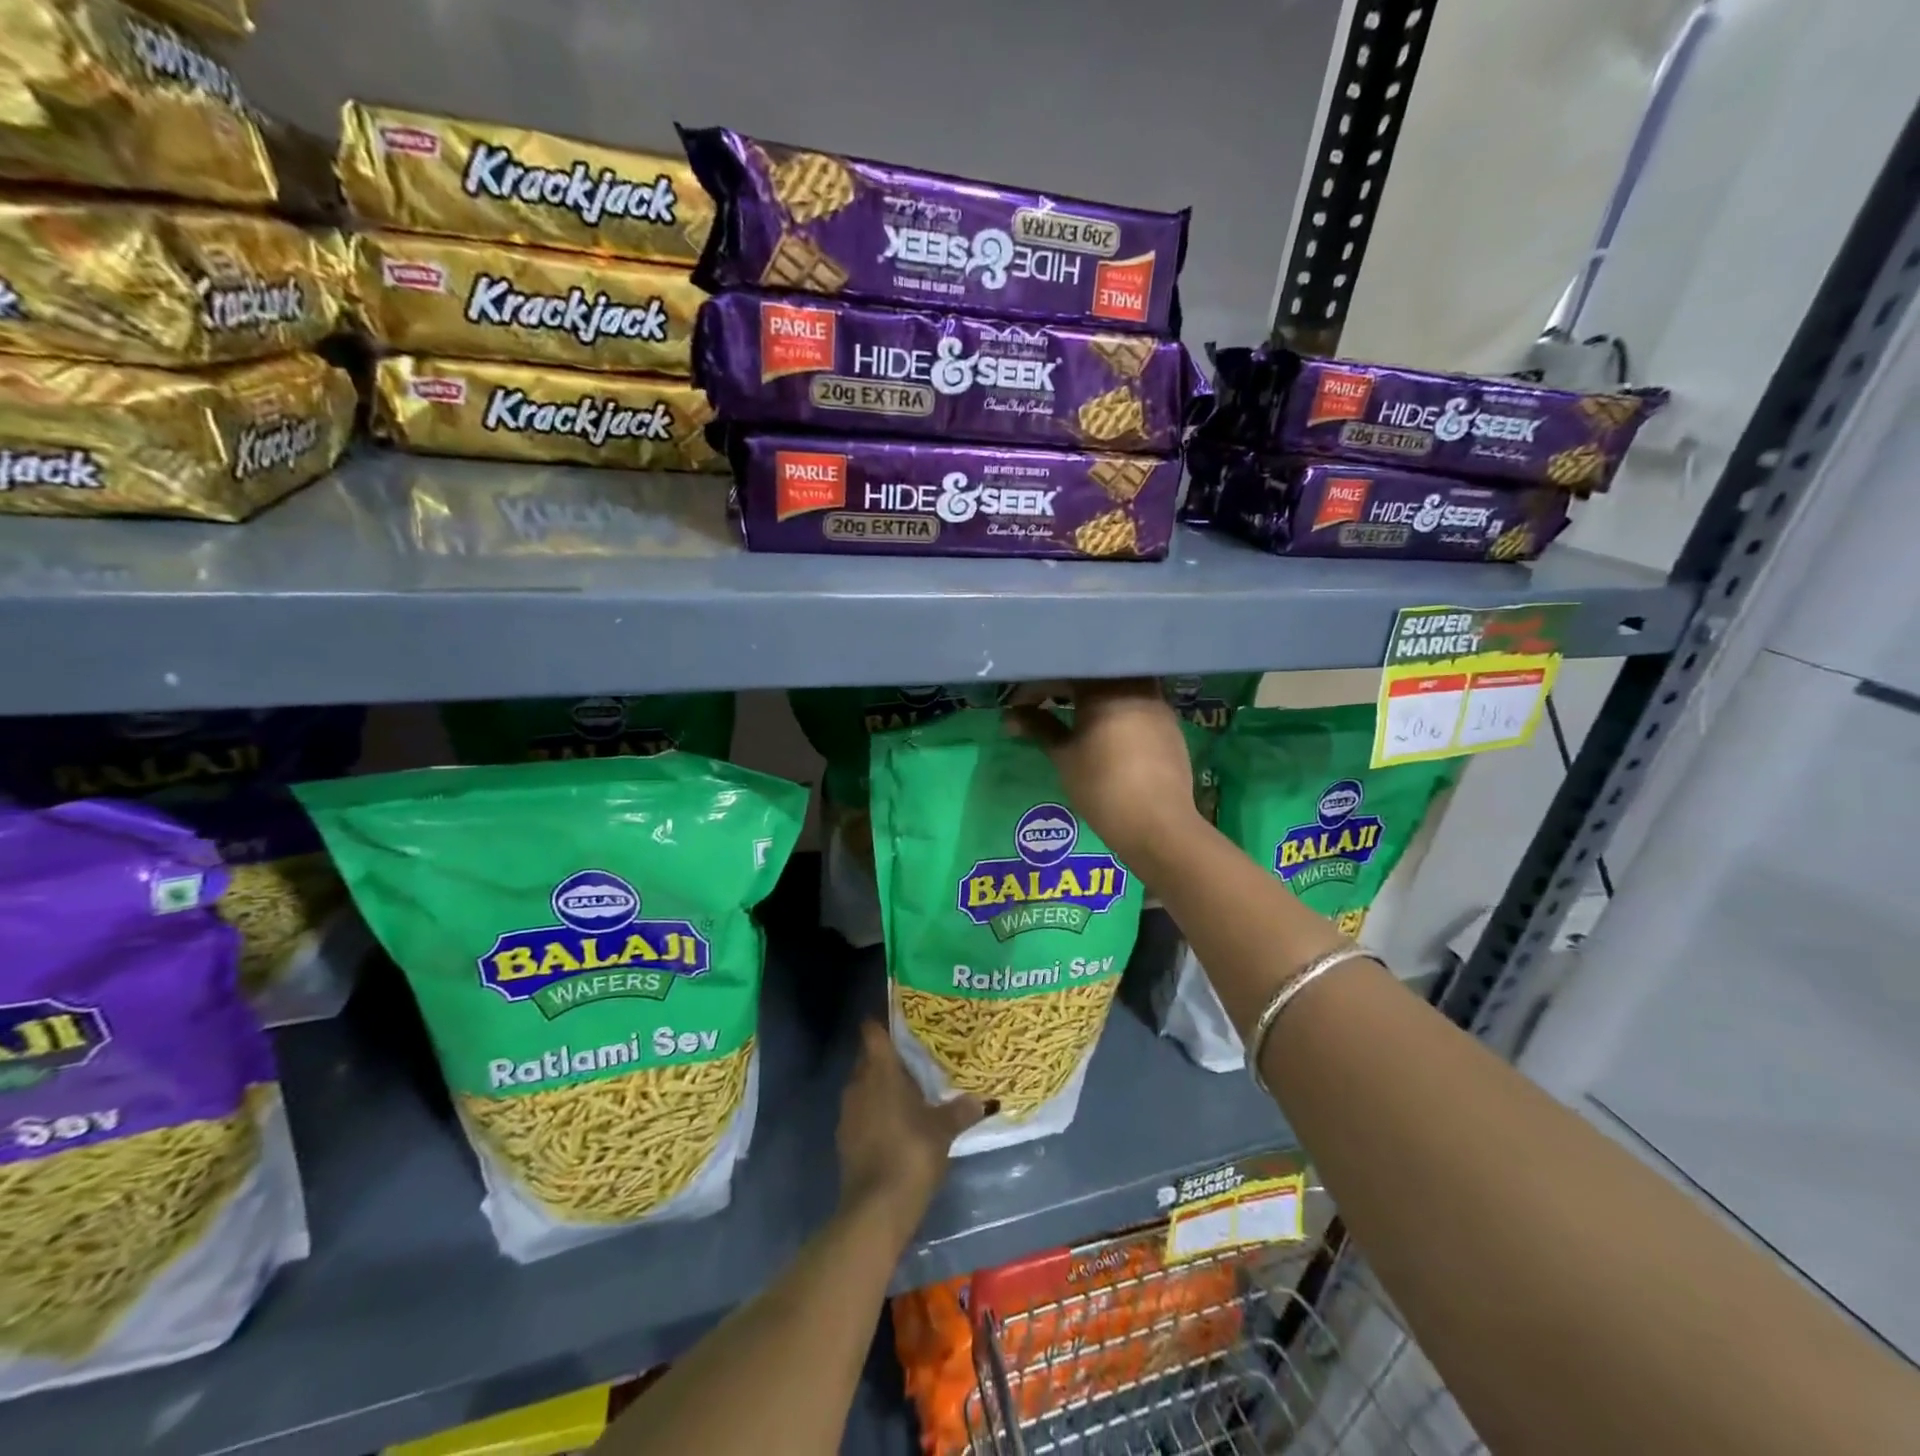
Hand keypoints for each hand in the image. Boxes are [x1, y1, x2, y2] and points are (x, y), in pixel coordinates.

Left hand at [837, 1022, 985, 1236]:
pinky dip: (874, 1112)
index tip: (901, 1021)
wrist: (876, 1208)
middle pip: (868, 1058)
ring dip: (880, 1087)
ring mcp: (848, 1113)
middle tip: (915, 1058)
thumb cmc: (911, 1153)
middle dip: (887, 1057)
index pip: (872, 1032)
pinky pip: (861, 1112)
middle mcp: (858, 1084)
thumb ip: (961, 1110)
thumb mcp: (943, 1130)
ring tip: (909, 1092)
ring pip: (863, 1086)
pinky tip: (895, 1124)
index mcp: (880, 1071)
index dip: (883, 1023)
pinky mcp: (844, 1139)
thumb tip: (982, 1100)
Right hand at [1007, 679, 1202, 867]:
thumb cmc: (1102, 786)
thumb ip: (1039, 727)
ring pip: (1118, 688)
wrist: (1157, 824)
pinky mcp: (1170, 725)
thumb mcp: (1064, 756)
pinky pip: (1137, 705)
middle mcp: (1136, 685)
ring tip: (1072, 716)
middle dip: (1064, 687)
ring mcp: (1158, 704)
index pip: (1063, 674)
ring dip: (1092, 698)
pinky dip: (1115, 711)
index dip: (1035, 687)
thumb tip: (1011, 715)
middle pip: (1093, 675)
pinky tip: (1105, 731)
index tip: (1017, 707)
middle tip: (1041, 705)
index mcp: (1106, 686)